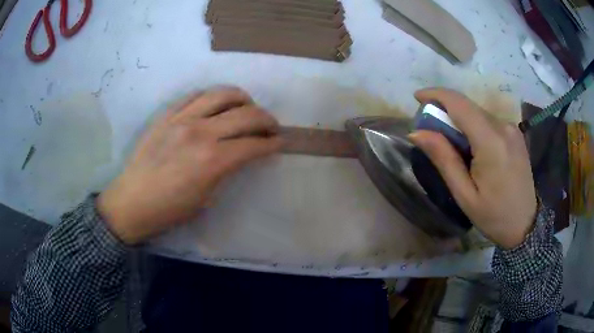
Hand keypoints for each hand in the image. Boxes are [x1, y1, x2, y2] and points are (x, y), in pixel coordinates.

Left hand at [98, 87, 282, 244]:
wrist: (132, 202)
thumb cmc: (170, 210)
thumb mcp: (207, 198)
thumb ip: (228, 171)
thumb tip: (243, 155)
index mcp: (213, 160)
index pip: (253, 144)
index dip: (272, 143)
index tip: (280, 143)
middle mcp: (200, 132)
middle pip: (245, 114)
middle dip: (266, 119)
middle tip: (271, 127)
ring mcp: (182, 118)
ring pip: (222, 94)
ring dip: (242, 99)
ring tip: (246, 108)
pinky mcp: (167, 114)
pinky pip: (196, 95)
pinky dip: (213, 97)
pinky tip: (217, 106)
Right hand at [409, 88, 536, 248]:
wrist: (525, 224)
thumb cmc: (493, 215)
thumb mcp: (464, 194)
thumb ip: (443, 159)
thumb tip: (417, 132)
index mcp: (491, 142)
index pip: (459, 104)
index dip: (436, 95)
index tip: (417, 97)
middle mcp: (504, 127)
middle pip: (468, 107)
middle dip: (446, 111)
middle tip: (431, 130)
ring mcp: (512, 128)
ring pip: (478, 113)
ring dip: (460, 120)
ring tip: (453, 144)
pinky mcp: (515, 133)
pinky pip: (489, 121)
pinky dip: (474, 126)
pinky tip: (472, 147)